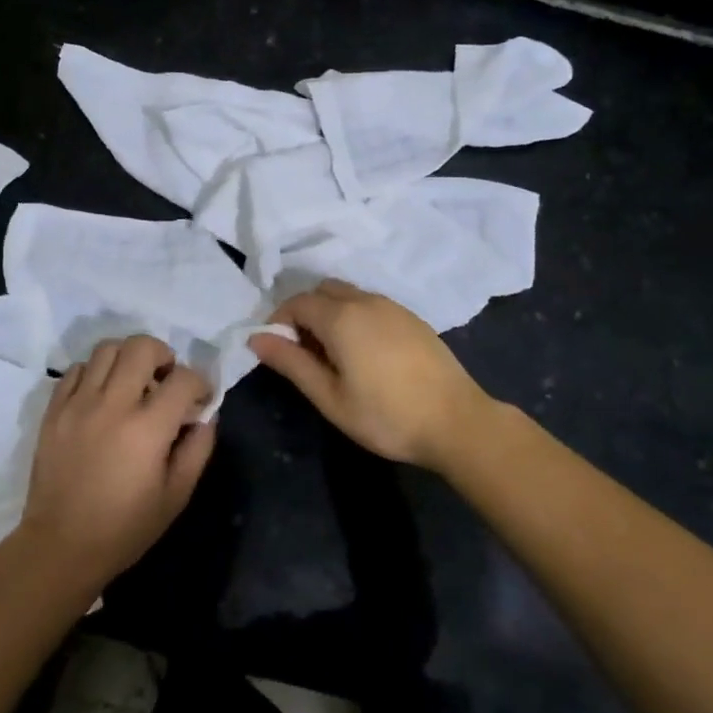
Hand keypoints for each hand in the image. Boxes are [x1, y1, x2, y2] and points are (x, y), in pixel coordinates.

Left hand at [19, 336, 216, 587]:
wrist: (60, 547)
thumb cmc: (125, 528)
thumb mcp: (176, 496)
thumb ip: (197, 449)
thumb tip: (205, 416)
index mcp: (147, 428)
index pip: (184, 378)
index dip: (200, 383)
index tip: (199, 400)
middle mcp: (112, 405)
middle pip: (142, 346)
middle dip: (163, 355)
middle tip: (165, 379)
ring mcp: (78, 404)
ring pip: (107, 349)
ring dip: (127, 358)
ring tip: (132, 382)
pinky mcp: (54, 410)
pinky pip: (75, 369)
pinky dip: (94, 372)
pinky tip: (101, 395)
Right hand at [250, 281, 495, 470]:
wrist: (456, 421)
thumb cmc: (386, 416)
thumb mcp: (331, 398)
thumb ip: (292, 363)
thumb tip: (256, 338)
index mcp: (341, 317)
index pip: (297, 302)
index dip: (279, 322)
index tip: (279, 351)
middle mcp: (365, 301)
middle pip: (323, 291)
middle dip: (305, 313)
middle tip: (306, 353)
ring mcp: (392, 306)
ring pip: (349, 295)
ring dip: (331, 313)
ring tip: (335, 356)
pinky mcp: (412, 317)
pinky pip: (371, 304)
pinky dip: (356, 317)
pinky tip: (366, 353)